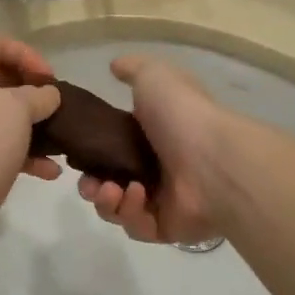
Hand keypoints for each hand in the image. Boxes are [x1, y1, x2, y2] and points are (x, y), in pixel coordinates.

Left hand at [0, 33, 61, 250]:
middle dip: (30, 90)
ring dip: (29, 123)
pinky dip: (18, 150)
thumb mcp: (15, 111)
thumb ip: (37, 95)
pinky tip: (47, 171)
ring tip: (57, 140)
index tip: (50, 79)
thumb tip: (46, 94)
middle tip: (54, 108)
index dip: (27, 54)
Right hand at [77, 56, 227, 245]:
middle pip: (108, 182)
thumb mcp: (154, 76)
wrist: (216, 160)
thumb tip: (114, 65)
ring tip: (110, 190)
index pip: (112, 148)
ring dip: (105, 200)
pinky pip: (135, 227)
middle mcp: (157, 169)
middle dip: (91, 183)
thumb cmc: (183, 115)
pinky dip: (128, 212)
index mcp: (153, 135)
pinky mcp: (166, 228)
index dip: (91, 151)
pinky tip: (134, 196)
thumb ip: (132, 69)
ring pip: (117, 208)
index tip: (77, 150)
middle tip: (89, 181)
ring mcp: (162, 201)